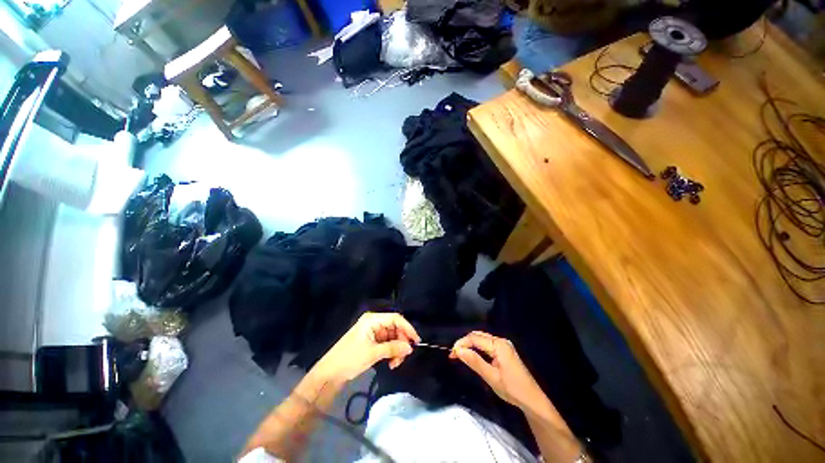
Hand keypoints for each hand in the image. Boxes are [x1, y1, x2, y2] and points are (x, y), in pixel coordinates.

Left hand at [314, 312, 420, 383]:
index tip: (416, 341)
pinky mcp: (370, 342)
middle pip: (394, 328)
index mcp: (372, 319)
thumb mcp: (373, 353)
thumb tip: (410, 347)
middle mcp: (373, 323)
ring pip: (392, 337)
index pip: (395, 319)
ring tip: (395, 364)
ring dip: (396, 349)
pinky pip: (386, 344)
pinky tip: (390, 363)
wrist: (329, 374)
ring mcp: (372, 332)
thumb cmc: (350, 359)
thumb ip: (393, 348)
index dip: (407, 328)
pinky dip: (390, 352)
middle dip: (401, 342)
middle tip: (404, 357)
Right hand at [450, 331, 543, 409]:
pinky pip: (487, 345)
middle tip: (454, 354)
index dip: (462, 343)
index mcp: (499, 345)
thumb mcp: (491, 377)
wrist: (532, 400)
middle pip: (478, 336)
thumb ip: (474, 361)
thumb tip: (458, 350)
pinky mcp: (504, 351)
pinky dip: (477, 349)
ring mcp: (503, 345)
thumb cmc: (512, 389)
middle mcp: (501, 341)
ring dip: (470, 345)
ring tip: (460, 355)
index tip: (451, 353)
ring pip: (482, 339)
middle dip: (465, 343)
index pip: (475, 338)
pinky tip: (472, 355)